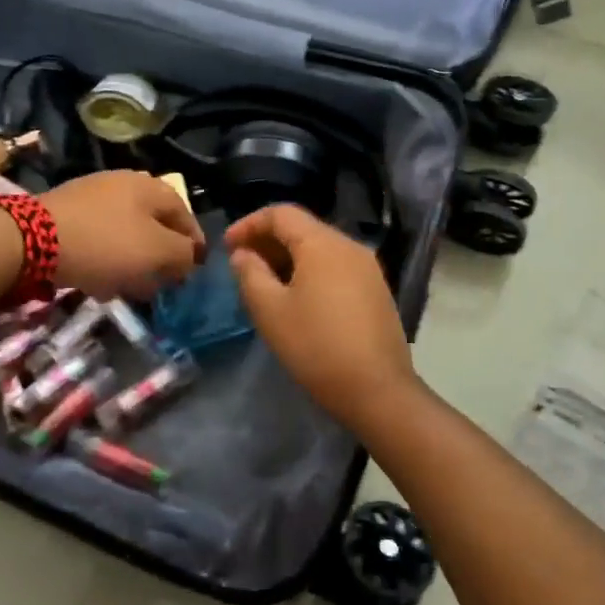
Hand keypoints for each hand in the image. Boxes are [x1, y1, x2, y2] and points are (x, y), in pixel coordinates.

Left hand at [41, 171, 204, 299]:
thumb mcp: (157, 251)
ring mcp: (92, 196)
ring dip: (133, 261)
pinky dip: (106, 259)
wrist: (31, 239)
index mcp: (151, 187)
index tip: (193, 272)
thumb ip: (183, 254)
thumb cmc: (106, 244)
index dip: (194, 245)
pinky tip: (99, 281)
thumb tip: (189, 257)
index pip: (185, 215)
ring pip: (125, 233)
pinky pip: (98, 238)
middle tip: (162, 283)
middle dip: (161, 255)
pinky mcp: (66, 213)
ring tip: (130, 288)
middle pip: (154, 224)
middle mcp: (124, 183)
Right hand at [225, 205, 421, 425]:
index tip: (227, 247)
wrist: (377, 390)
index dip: (249, 224)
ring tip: (265, 284)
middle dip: (268, 241)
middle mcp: (350, 246)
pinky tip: (297, 299)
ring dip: (288, 258)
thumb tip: (243, 254)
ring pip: (320, 249)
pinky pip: (336, 268)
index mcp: (323, 243)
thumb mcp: (270, 310)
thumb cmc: (316, 346)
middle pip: (302, 228)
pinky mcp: (376, 291)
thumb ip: (250, 274)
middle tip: (242, 265)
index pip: (281, 214)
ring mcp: (368, 269)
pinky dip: (310, 272)